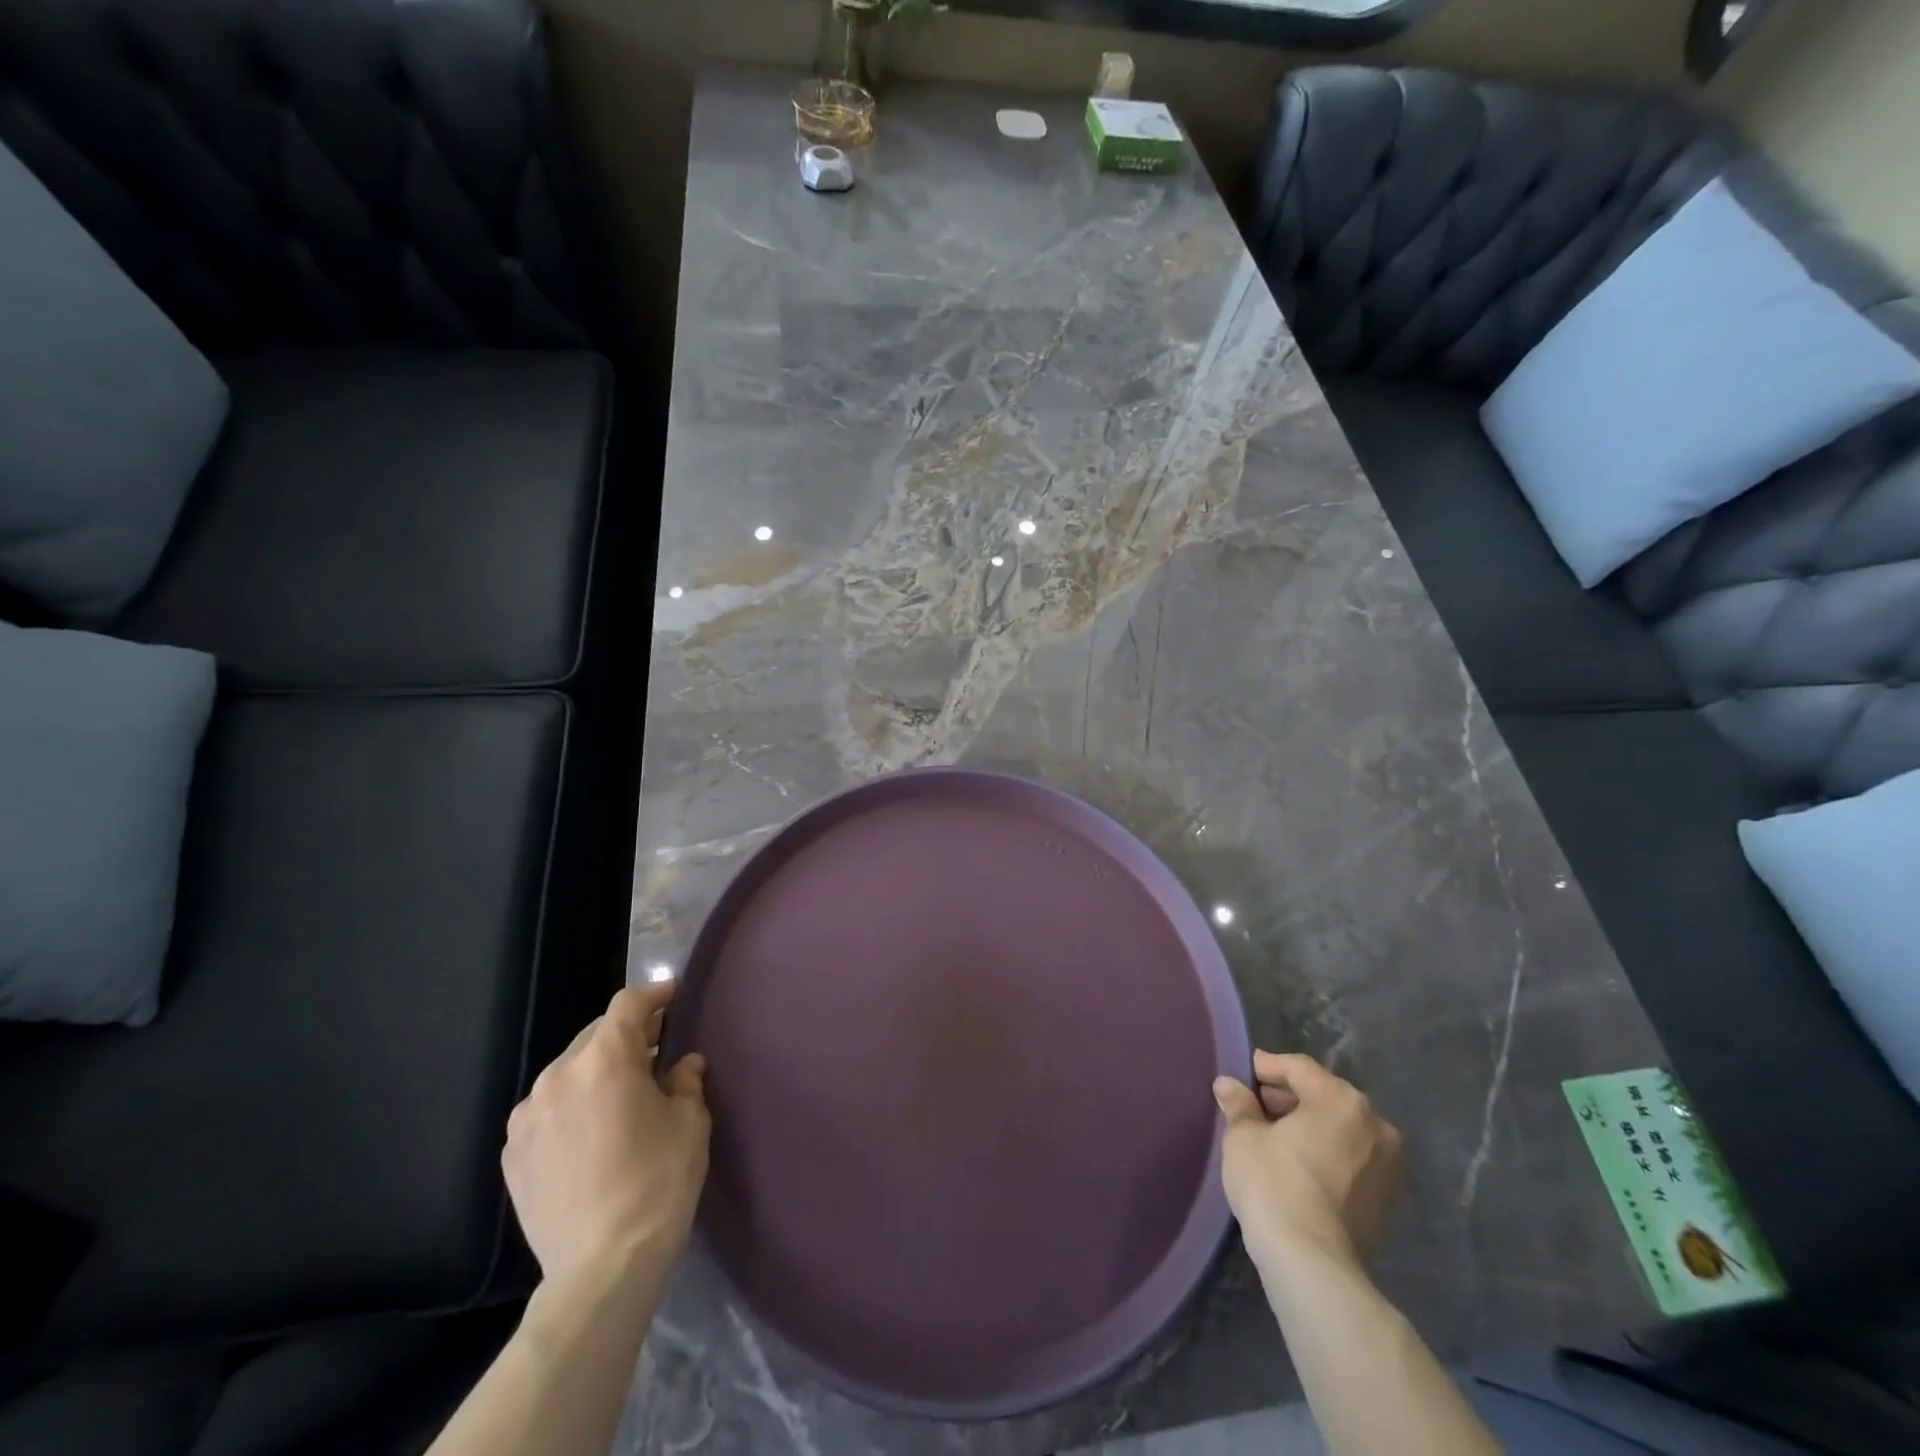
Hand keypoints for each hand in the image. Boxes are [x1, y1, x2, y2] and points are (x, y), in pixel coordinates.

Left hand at [503, 983, 709, 1289]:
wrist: (601, 1268)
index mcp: (605, 1059)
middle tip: (656, 1050)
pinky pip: (547, 1110)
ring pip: (568, 1072)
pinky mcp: (512, 1154)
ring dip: (596, 1071)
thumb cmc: (658, 1182)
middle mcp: (559, 1076)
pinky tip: (590, 1133)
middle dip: (627, 1036)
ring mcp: (528, 1116)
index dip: (654, 995)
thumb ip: (685, 1081)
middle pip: (596, 1035)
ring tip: (620, 1095)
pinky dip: (571, 1106)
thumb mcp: (690, 1122)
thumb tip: (683, 1064)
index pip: (628, 1005)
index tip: (674, 995)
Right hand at [1213, 1051, 1402, 1276]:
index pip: (1298, 1068)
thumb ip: (1239, 1104)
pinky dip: (1324, 1150)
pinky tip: (1295, 1162)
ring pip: (1338, 1126)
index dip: (1266, 1068)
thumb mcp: (1243, 1136)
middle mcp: (1374, 1124)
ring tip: (1271, 1134)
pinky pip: (1349, 1155)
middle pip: (1323, 1094)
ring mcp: (1386, 1163)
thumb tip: (1229, 1085)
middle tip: (1252, 1106)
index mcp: (1341, 1100)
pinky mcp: (1385, 1196)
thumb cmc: (1274, 1185)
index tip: (1241, 1077)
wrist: (1312, 1265)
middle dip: (1287, 1096)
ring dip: (1306, 1124)